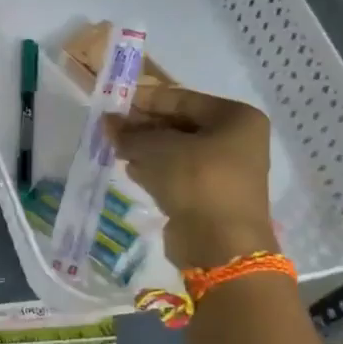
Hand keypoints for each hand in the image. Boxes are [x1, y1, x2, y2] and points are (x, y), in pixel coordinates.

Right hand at [104, 87, 274, 270]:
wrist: (221, 245)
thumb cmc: (196, 181)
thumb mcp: (158, 149)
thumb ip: (130, 133)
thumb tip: (106, 121)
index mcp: (235, 118)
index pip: (180, 98)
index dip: (144, 99)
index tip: (112, 101)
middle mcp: (235, 139)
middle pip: (179, 123)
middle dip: (142, 126)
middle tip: (109, 127)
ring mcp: (224, 169)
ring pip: (176, 149)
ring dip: (145, 148)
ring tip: (114, 148)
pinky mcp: (210, 194)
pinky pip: (178, 172)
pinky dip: (154, 169)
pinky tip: (130, 170)